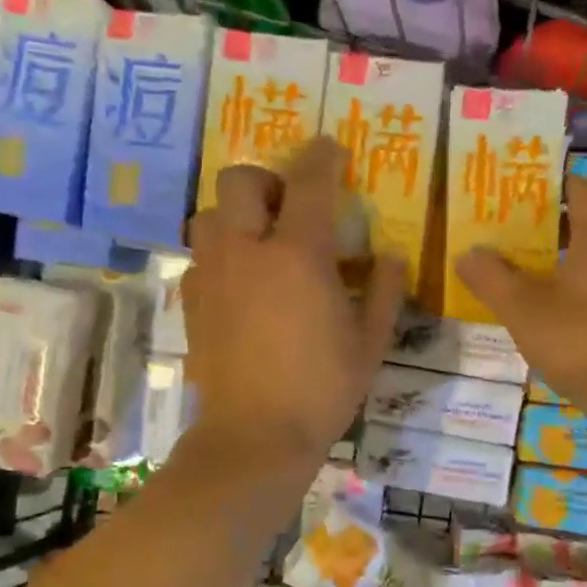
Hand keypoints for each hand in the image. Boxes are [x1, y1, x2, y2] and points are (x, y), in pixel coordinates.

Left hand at [182, 137, 405, 464]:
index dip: (322, 156)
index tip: (331, 149)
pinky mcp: (192, 303)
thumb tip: (393, 258)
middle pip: (239, 180)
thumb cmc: (321, 389)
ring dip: (235, 214)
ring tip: (260, 241)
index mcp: (297, 255)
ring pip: (208, 214)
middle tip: (290, 205)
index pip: (309, 182)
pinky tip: (242, 283)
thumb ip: (386, 292)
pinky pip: (200, 256)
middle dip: (266, 179)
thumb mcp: (370, 343)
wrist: (254, 437)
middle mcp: (247, 251)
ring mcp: (212, 276)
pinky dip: (221, 253)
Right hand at [454, 175, 586, 416]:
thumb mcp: (521, 309)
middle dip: (557, 221)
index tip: (518, 194)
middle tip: (518, 233)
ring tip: (537, 268)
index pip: (580, 188)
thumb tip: (467, 253)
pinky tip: (569, 304)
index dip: (548, 186)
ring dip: (575, 253)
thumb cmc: (579, 340)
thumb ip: (490, 277)